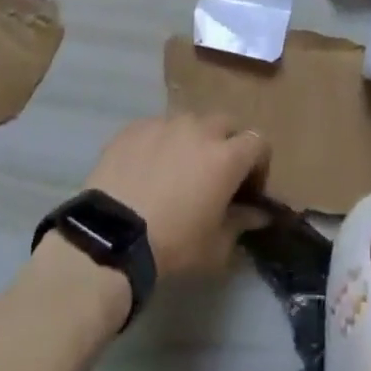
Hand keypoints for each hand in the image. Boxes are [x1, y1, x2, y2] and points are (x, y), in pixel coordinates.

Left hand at [82, 114, 271, 277]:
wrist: (112, 235)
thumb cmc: (173, 244)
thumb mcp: (215, 247)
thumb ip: (241, 223)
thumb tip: (258, 214)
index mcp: (226, 156)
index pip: (258, 142)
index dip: (258, 164)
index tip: (247, 189)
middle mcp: (199, 129)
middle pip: (225, 124)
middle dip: (227, 144)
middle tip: (214, 175)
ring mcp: (164, 123)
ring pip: (189, 122)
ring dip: (192, 140)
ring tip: (177, 170)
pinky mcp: (135, 127)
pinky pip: (157, 128)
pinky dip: (160, 143)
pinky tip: (146, 169)